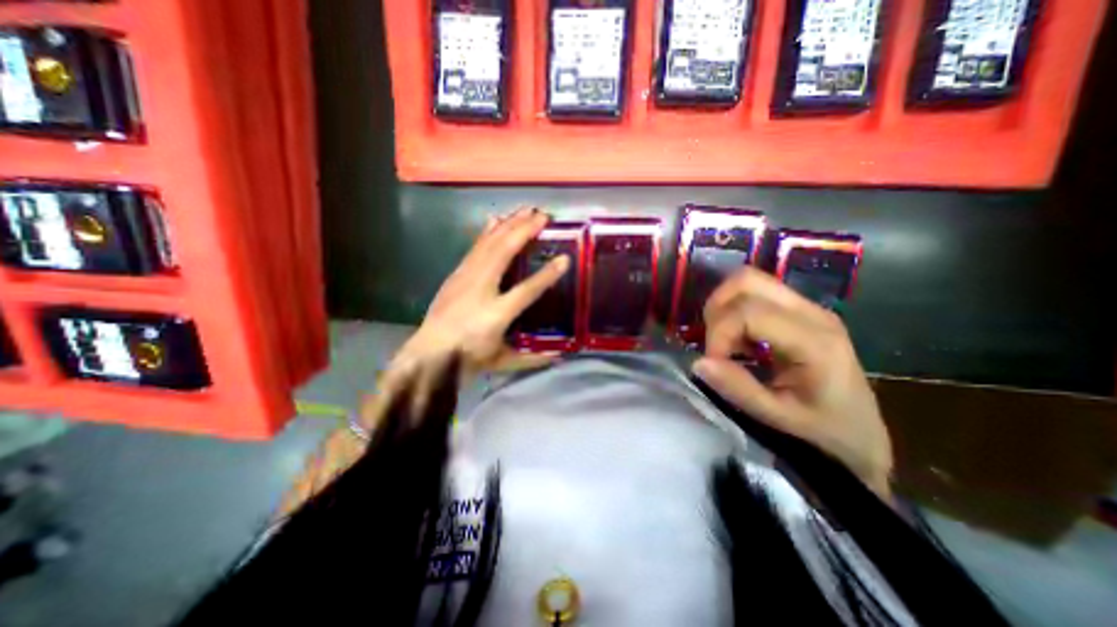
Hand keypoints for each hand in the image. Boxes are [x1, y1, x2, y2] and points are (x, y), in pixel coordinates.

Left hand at [388, 207, 566, 381]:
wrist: (429, 353)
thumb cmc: (468, 358)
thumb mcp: (502, 360)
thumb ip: (532, 358)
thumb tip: (558, 357)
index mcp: (496, 314)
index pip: (526, 290)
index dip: (546, 275)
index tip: (564, 259)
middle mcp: (481, 289)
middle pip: (505, 253)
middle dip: (525, 231)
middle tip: (544, 216)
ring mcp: (466, 278)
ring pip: (489, 244)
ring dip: (509, 225)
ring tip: (525, 210)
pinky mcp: (457, 273)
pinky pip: (475, 247)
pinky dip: (487, 232)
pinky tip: (495, 220)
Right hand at [696, 268, 894, 500]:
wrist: (863, 435)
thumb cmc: (825, 431)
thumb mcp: (779, 418)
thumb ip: (738, 389)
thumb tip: (698, 362)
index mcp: (814, 341)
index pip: (747, 312)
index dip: (719, 334)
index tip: (713, 364)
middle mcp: (812, 312)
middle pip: (746, 281)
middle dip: (717, 310)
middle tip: (715, 345)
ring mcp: (807, 307)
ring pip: (747, 281)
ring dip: (723, 307)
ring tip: (725, 341)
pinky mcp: (799, 311)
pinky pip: (754, 293)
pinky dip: (733, 310)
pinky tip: (739, 340)